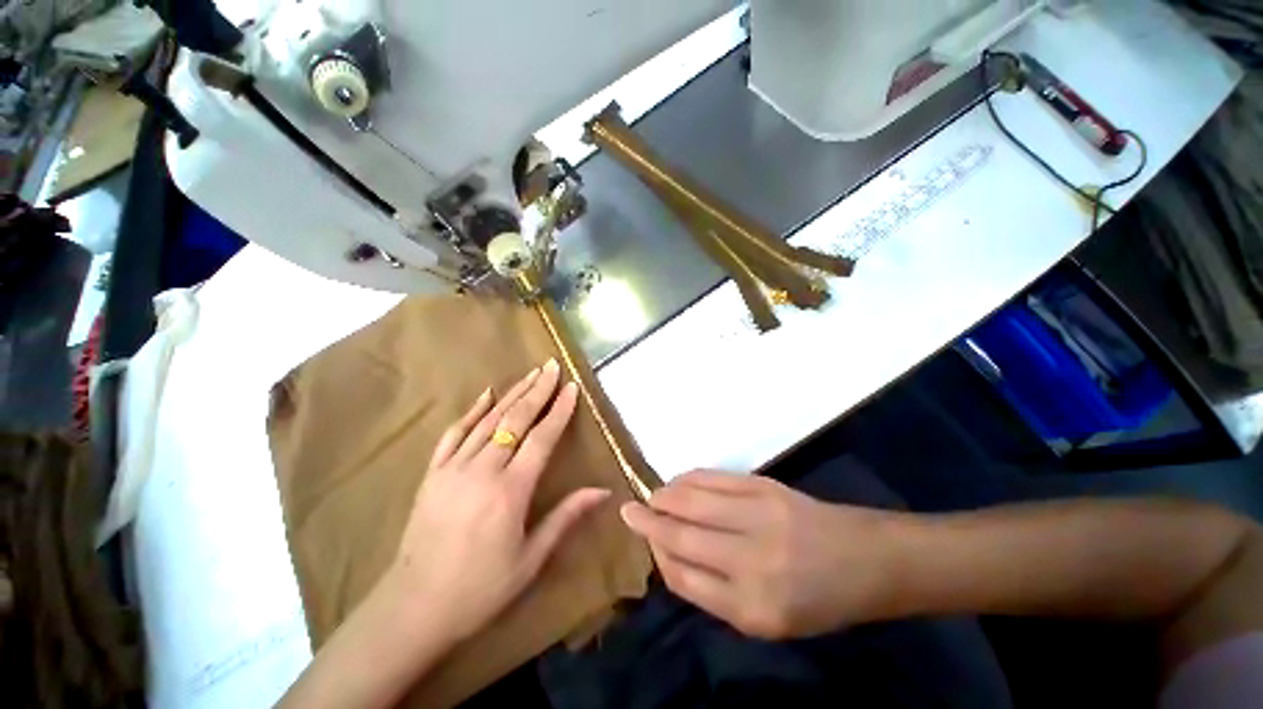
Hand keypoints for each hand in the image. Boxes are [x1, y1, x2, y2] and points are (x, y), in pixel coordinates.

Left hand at [391, 359, 610, 641]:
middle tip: (552, 366)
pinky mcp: (433, 473)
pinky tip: (485, 394)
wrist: (414, 607)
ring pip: (488, 420)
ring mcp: (454, 468)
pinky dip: (472, 411)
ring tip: (530, 374)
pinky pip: (454, 433)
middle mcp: (483, 470)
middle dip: (537, 390)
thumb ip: (566, 516)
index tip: (572, 387)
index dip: (559, 410)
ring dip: (511, 394)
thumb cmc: (481, 588)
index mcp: (511, 490)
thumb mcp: (531, 558)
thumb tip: (602, 490)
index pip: (542, 438)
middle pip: (515, 420)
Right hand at [620, 471, 899, 639]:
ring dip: (664, 496)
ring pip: (693, 501)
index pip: (684, 577)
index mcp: (752, 608)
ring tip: (651, 496)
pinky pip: (714, 478)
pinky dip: (689, 479)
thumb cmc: (817, 600)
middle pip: (682, 535)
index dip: (658, 555)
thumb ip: (714, 592)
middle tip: (628, 511)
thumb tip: (670, 556)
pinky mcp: (765, 486)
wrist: (865, 560)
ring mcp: (759, 516)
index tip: (645, 542)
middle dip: (649, 522)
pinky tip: (678, 482)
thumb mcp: (766, 619)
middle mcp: (752, 561)